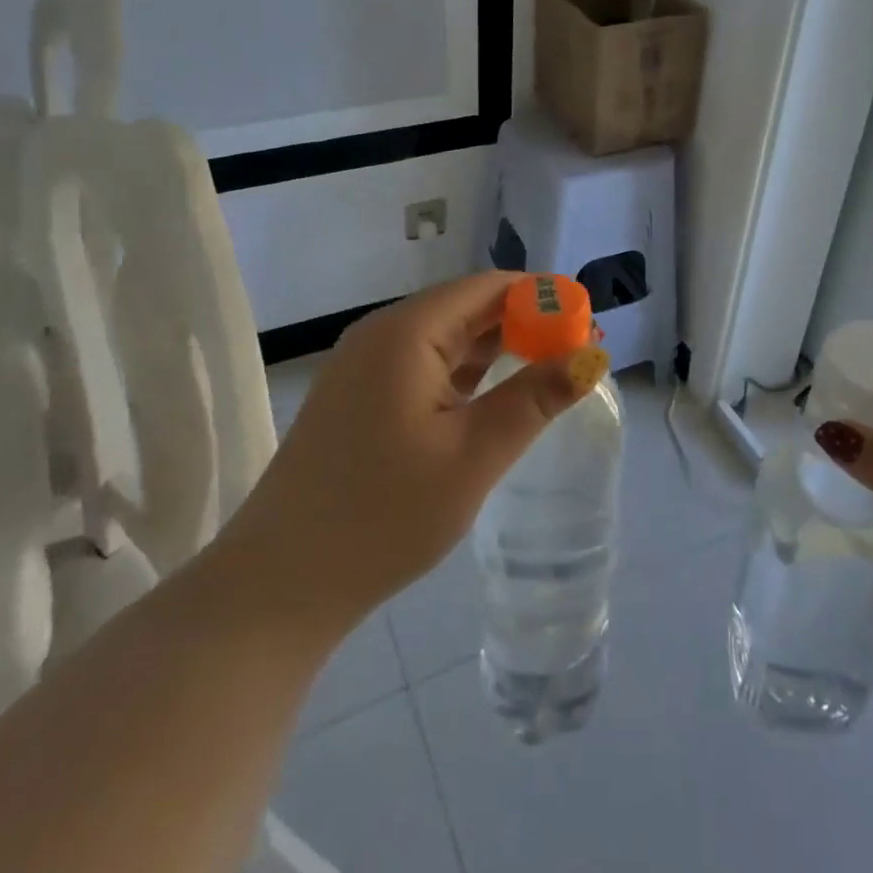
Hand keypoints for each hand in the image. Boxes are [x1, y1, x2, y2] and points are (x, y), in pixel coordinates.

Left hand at [212, 273, 605, 646]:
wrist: (280, 585)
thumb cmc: (383, 516)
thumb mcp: (473, 455)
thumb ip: (535, 398)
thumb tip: (592, 355)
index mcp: (406, 333)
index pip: (488, 288)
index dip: (542, 298)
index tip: (587, 325)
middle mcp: (381, 334)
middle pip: (466, 307)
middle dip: (524, 323)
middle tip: (576, 354)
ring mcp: (364, 366)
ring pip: (445, 337)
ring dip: (496, 348)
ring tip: (547, 372)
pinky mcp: (358, 397)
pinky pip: (423, 365)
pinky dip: (465, 373)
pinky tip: (492, 396)